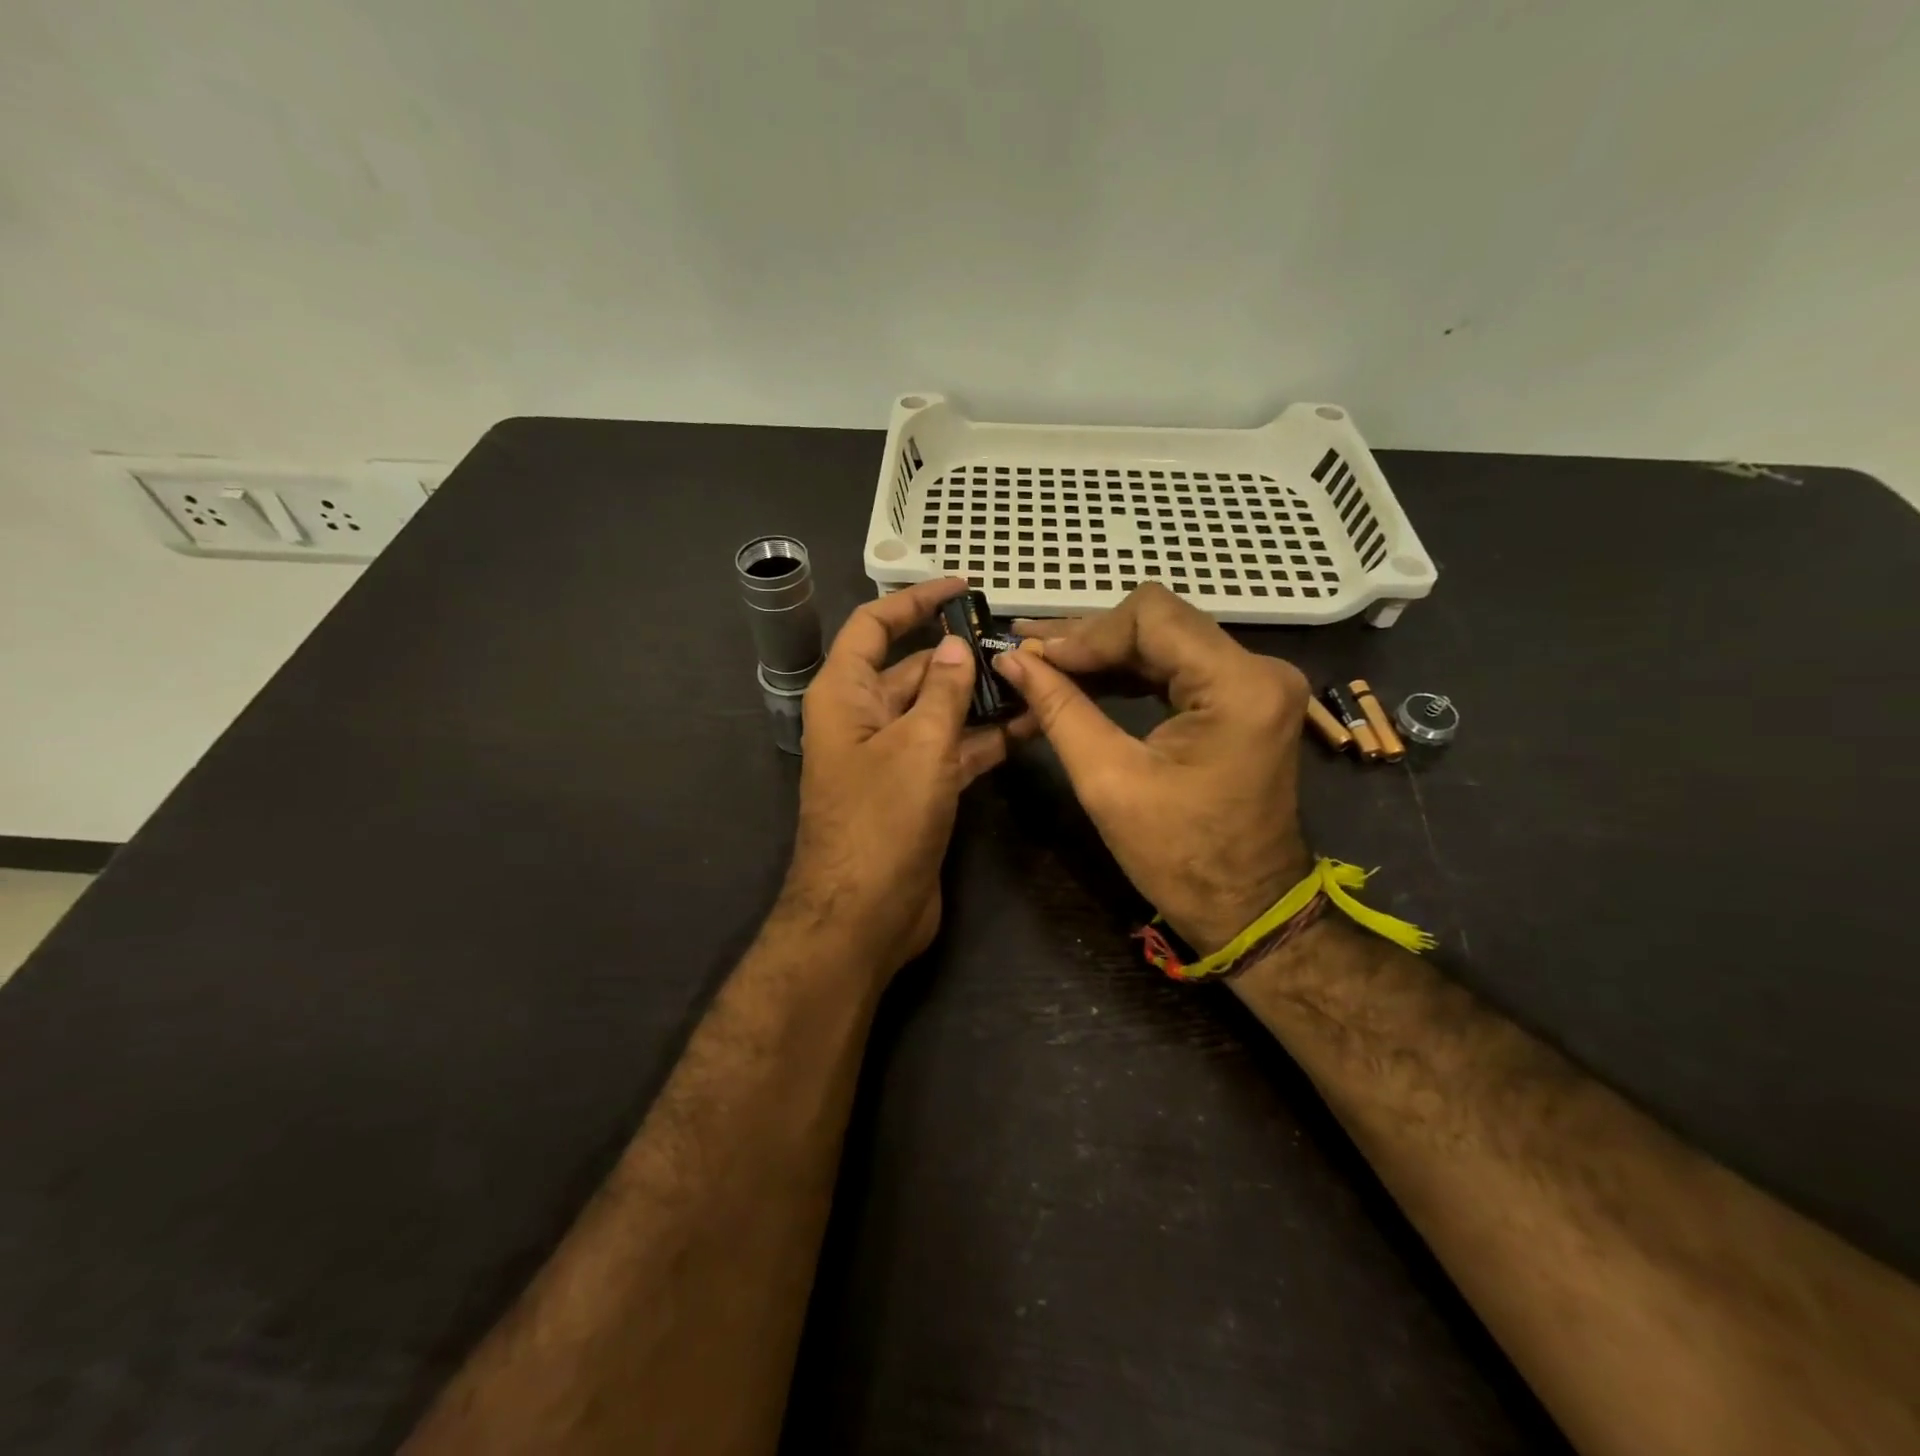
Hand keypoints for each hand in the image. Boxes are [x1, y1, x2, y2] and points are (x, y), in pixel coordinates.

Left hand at [779, 579, 1010, 977]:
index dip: (915, 600)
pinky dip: (985, 740)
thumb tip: (956, 647)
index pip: (875, 626)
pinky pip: (952, 751)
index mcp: (845, 694)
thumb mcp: (919, 746)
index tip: (962, 587)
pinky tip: (1030, 727)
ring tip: (1037, 679)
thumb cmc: (883, 821)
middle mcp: (865, 719)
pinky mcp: (917, 791)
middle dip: (962, 655)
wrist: (865, 917)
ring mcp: (892, 757)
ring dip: (981, 699)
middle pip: (914, 669)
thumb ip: (943, 691)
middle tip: (1019, 643)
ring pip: (939, 712)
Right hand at [991, 583, 1312, 953]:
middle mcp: (1258, 669)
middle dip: (1089, 638)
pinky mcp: (1243, 699)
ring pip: (1164, 639)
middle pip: (1159, 621)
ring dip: (1103, 652)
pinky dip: (1128, 672)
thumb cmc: (1178, 856)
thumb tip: (1011, 660)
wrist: (1244, 907)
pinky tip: (1082, 679)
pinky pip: (1177, 666)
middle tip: (1026, 650)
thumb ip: (1059, 709)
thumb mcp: (1108, 780)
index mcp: (1238, 686)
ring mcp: (1255, 682)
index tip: (1035, 657)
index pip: (1152, 617)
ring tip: (1043, 660)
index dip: (1085, 632)